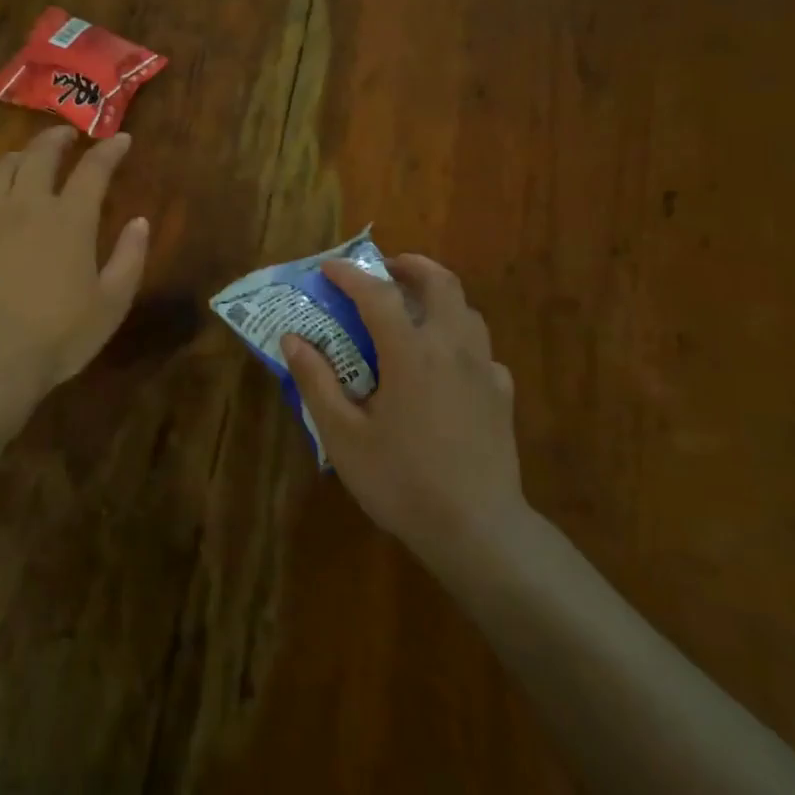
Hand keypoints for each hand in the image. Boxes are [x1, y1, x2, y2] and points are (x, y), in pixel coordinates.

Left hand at [0, 125, 149, 412]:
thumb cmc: (60, 335)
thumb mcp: (112, 303)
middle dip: (56, 138)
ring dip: (18, 158)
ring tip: (27, 159)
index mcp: (69, 219)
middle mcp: (26, 207)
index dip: (109, 150)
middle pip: (39, 155)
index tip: (120, 139)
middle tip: (67, 135)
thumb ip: (130, 258)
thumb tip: (139, 221)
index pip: (93, 169)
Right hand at [282, 255, 526, 571]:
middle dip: (411, 265)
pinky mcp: (502, 395)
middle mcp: (452, 347)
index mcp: (411, 352)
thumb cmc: (402, 480)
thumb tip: (293, 339)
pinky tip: (444, 364)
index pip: (377, 294)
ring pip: (467, 310)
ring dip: (438, 296)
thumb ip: (316, 382)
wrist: (478, 529)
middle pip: (441, 283)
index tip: (328, 269)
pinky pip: (481, 349)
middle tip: (384, 269)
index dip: (350, 275)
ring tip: (412, 309)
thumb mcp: (343, 435)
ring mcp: (484, 369)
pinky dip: (458, 338)